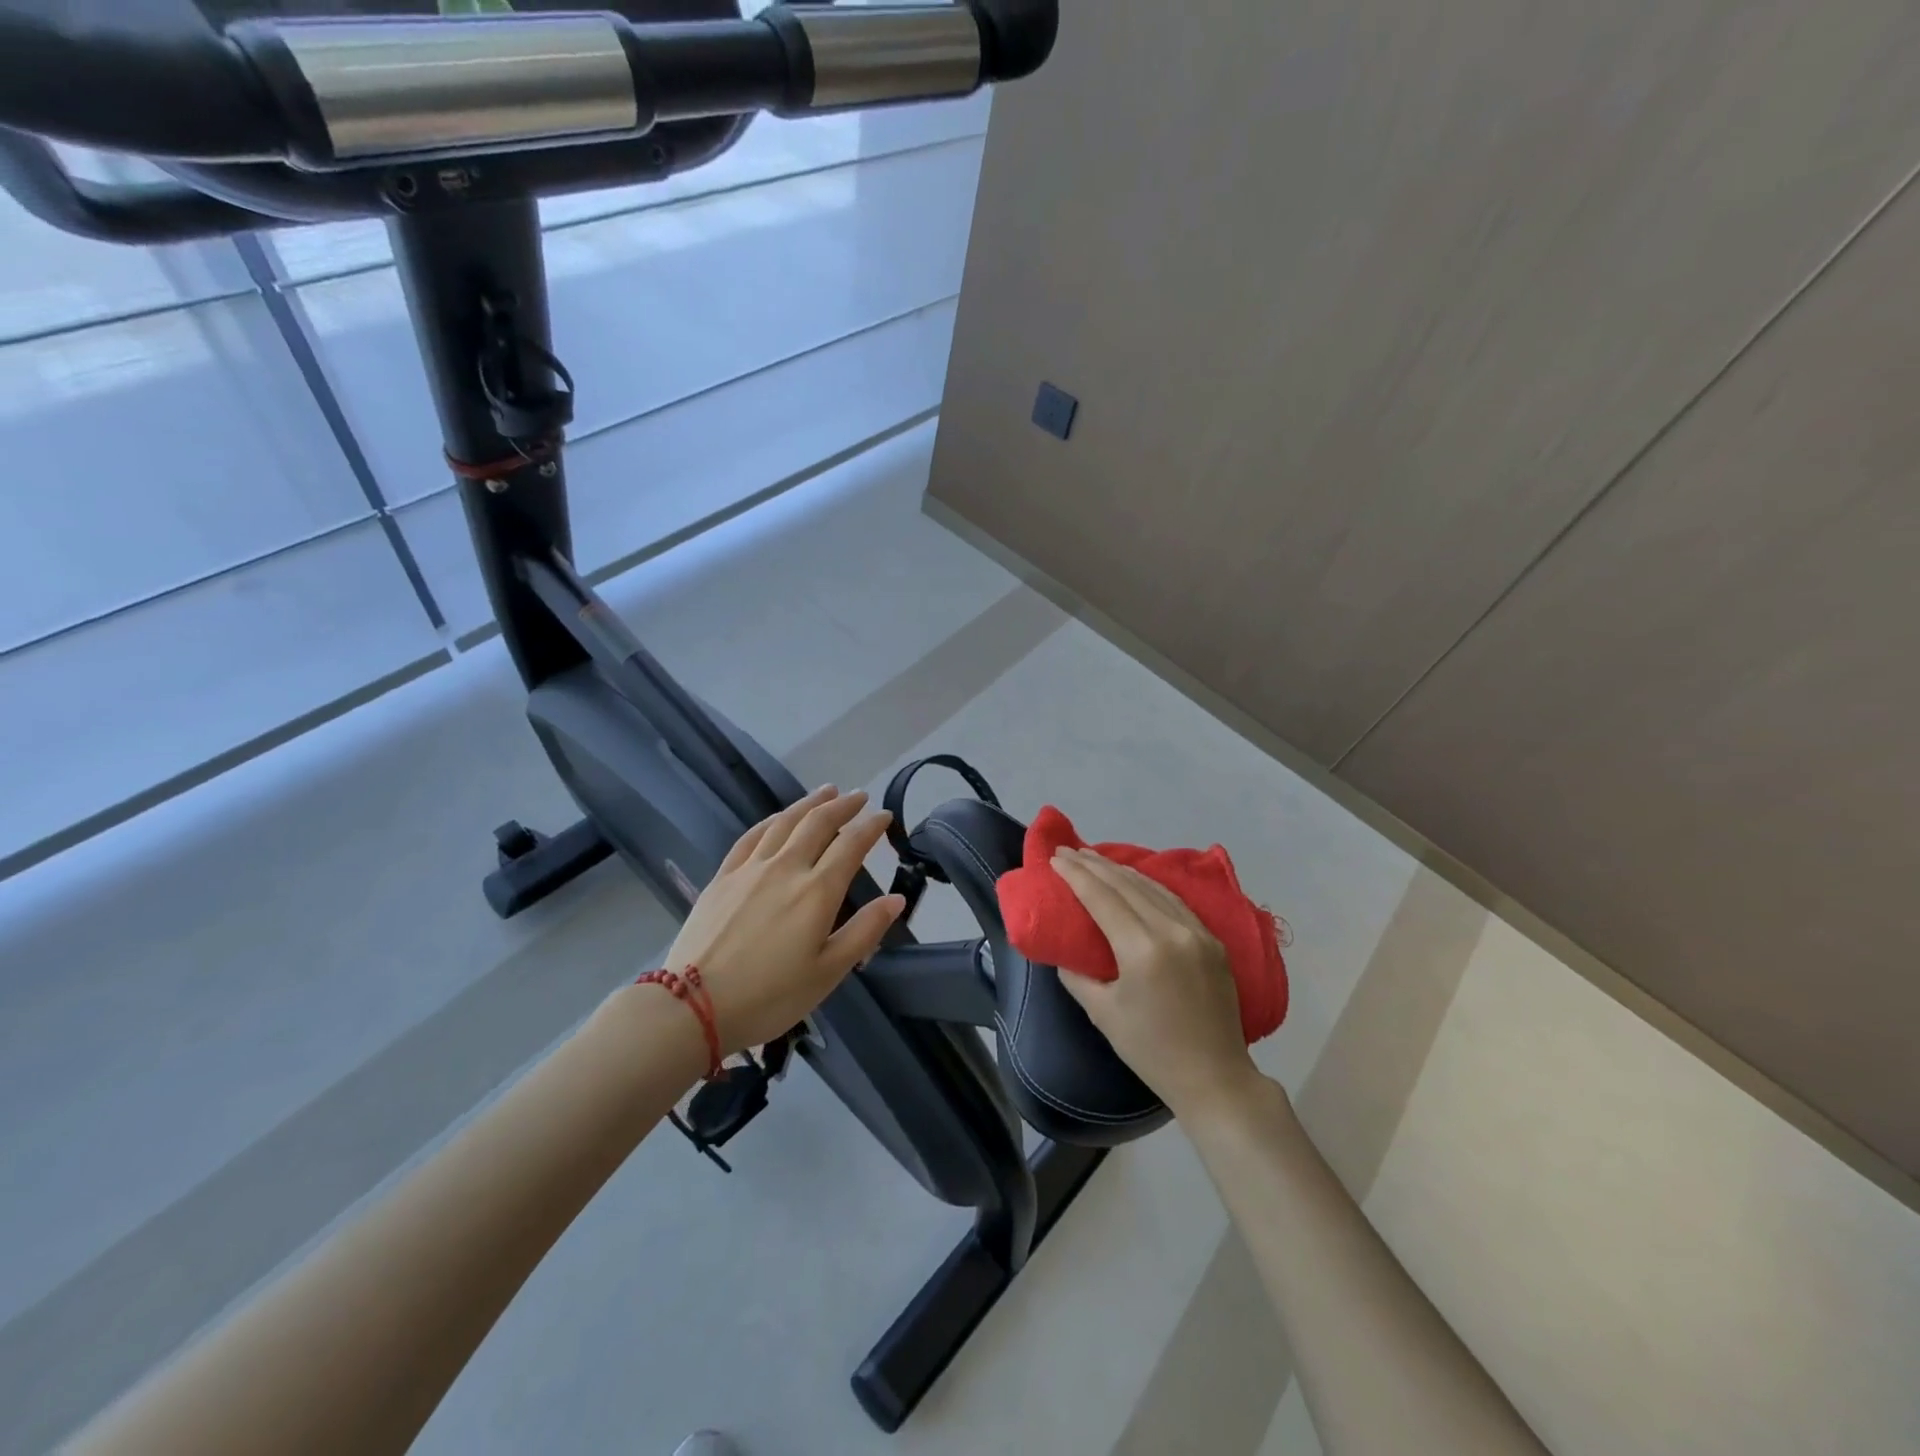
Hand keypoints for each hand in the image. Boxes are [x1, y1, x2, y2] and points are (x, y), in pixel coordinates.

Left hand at [663, 786, 905, 1055]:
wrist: (693, 1006)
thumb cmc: (770, 996)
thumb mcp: (828, 972)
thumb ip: (865, 932)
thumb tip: (896, 899)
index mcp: (817, 891)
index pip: (851, 844)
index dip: (871, 826)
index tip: (885, 816)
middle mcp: (786, 868)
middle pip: (818, 823)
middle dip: (842, 805)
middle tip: (859, 796)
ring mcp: (750, 869)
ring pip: (784, 822)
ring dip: (809, 803)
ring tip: (826, 791)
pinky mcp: (723, 877)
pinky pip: (751, 836)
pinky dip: (771, 820)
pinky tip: (778, 817)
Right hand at [1052, 847, 1263, 1120]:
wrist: (1215, 1077)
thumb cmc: (1151, 1050)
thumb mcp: (1102, 1013)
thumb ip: (1077, 976)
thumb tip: (1065, 952)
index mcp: (1142, 949)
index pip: (1102, 897)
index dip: (1076, 874)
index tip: (1055, 857)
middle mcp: (1172, 930)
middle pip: (1126, 885)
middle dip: (1094, 865)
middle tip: (1068, 851)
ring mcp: (1197, 932)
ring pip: (1152, 887)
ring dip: (1120, 870)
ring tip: (1095, 858)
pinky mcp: (1212, 940)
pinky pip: (1174, 901)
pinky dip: (1148, 885)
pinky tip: (1134, 880)